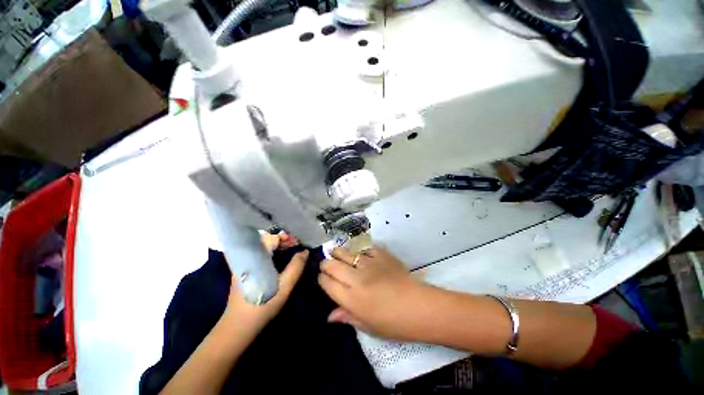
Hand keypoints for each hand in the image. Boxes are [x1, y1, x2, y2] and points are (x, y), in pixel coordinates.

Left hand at [221, 232, 307, 336]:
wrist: (239, 326)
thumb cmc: (264, 304)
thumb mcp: (285, 286)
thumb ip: (296, 267)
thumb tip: (305, 251)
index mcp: (256, 257)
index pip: (271, 238)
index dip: (286, 238)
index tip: (298, 242)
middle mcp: (247, 256)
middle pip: (266, 240)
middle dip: (283, 241)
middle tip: (296, 245)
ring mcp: (243, 263)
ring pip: (262, 246)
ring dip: (277, 246)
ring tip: (291, 250)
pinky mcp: (243, 270)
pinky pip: (259, 254)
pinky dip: (271, 252)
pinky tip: (279, 258)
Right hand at [318, 246, 430, 339]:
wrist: (419, 306)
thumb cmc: (394, 323)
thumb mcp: (368, 326)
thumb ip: (347, 317)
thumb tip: (329, 316)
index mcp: (351, 298)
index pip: (327, 283)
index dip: (321, 279)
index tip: (321, 278)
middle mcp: (356, 278)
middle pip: (333, 265)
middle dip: (326, 263)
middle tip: (326, 264)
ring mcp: (369, 263)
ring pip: (346, 252)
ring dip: (338, 252)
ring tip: (336, 252)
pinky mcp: (381, 255)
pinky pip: (365, 247)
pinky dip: (359, 247)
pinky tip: (357, 249)